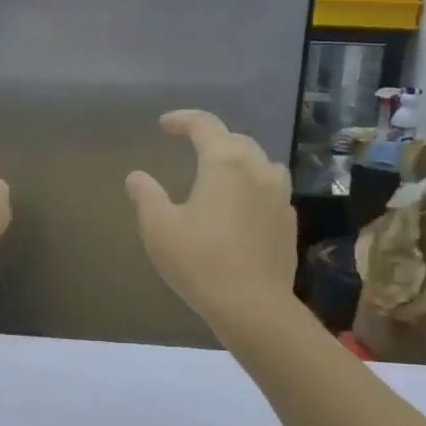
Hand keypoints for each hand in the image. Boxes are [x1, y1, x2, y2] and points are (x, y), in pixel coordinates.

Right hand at [126, 110, 296, 326]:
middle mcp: (257, 171)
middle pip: (237, 140)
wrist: (253, 306)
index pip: (205, 126)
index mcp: (224, 164)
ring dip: (239, 160)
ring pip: (261, 163)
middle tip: (191, 147)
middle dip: (212, 138)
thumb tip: (136, 176)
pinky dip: (254, 187)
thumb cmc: (200, 261)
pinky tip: (241, 207)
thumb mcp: (159, 228)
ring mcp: (279, 197)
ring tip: (221, 173)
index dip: (183, 120)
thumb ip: (146, 196)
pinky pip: (271, 191)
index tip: (164, 124)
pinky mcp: (288, 223)